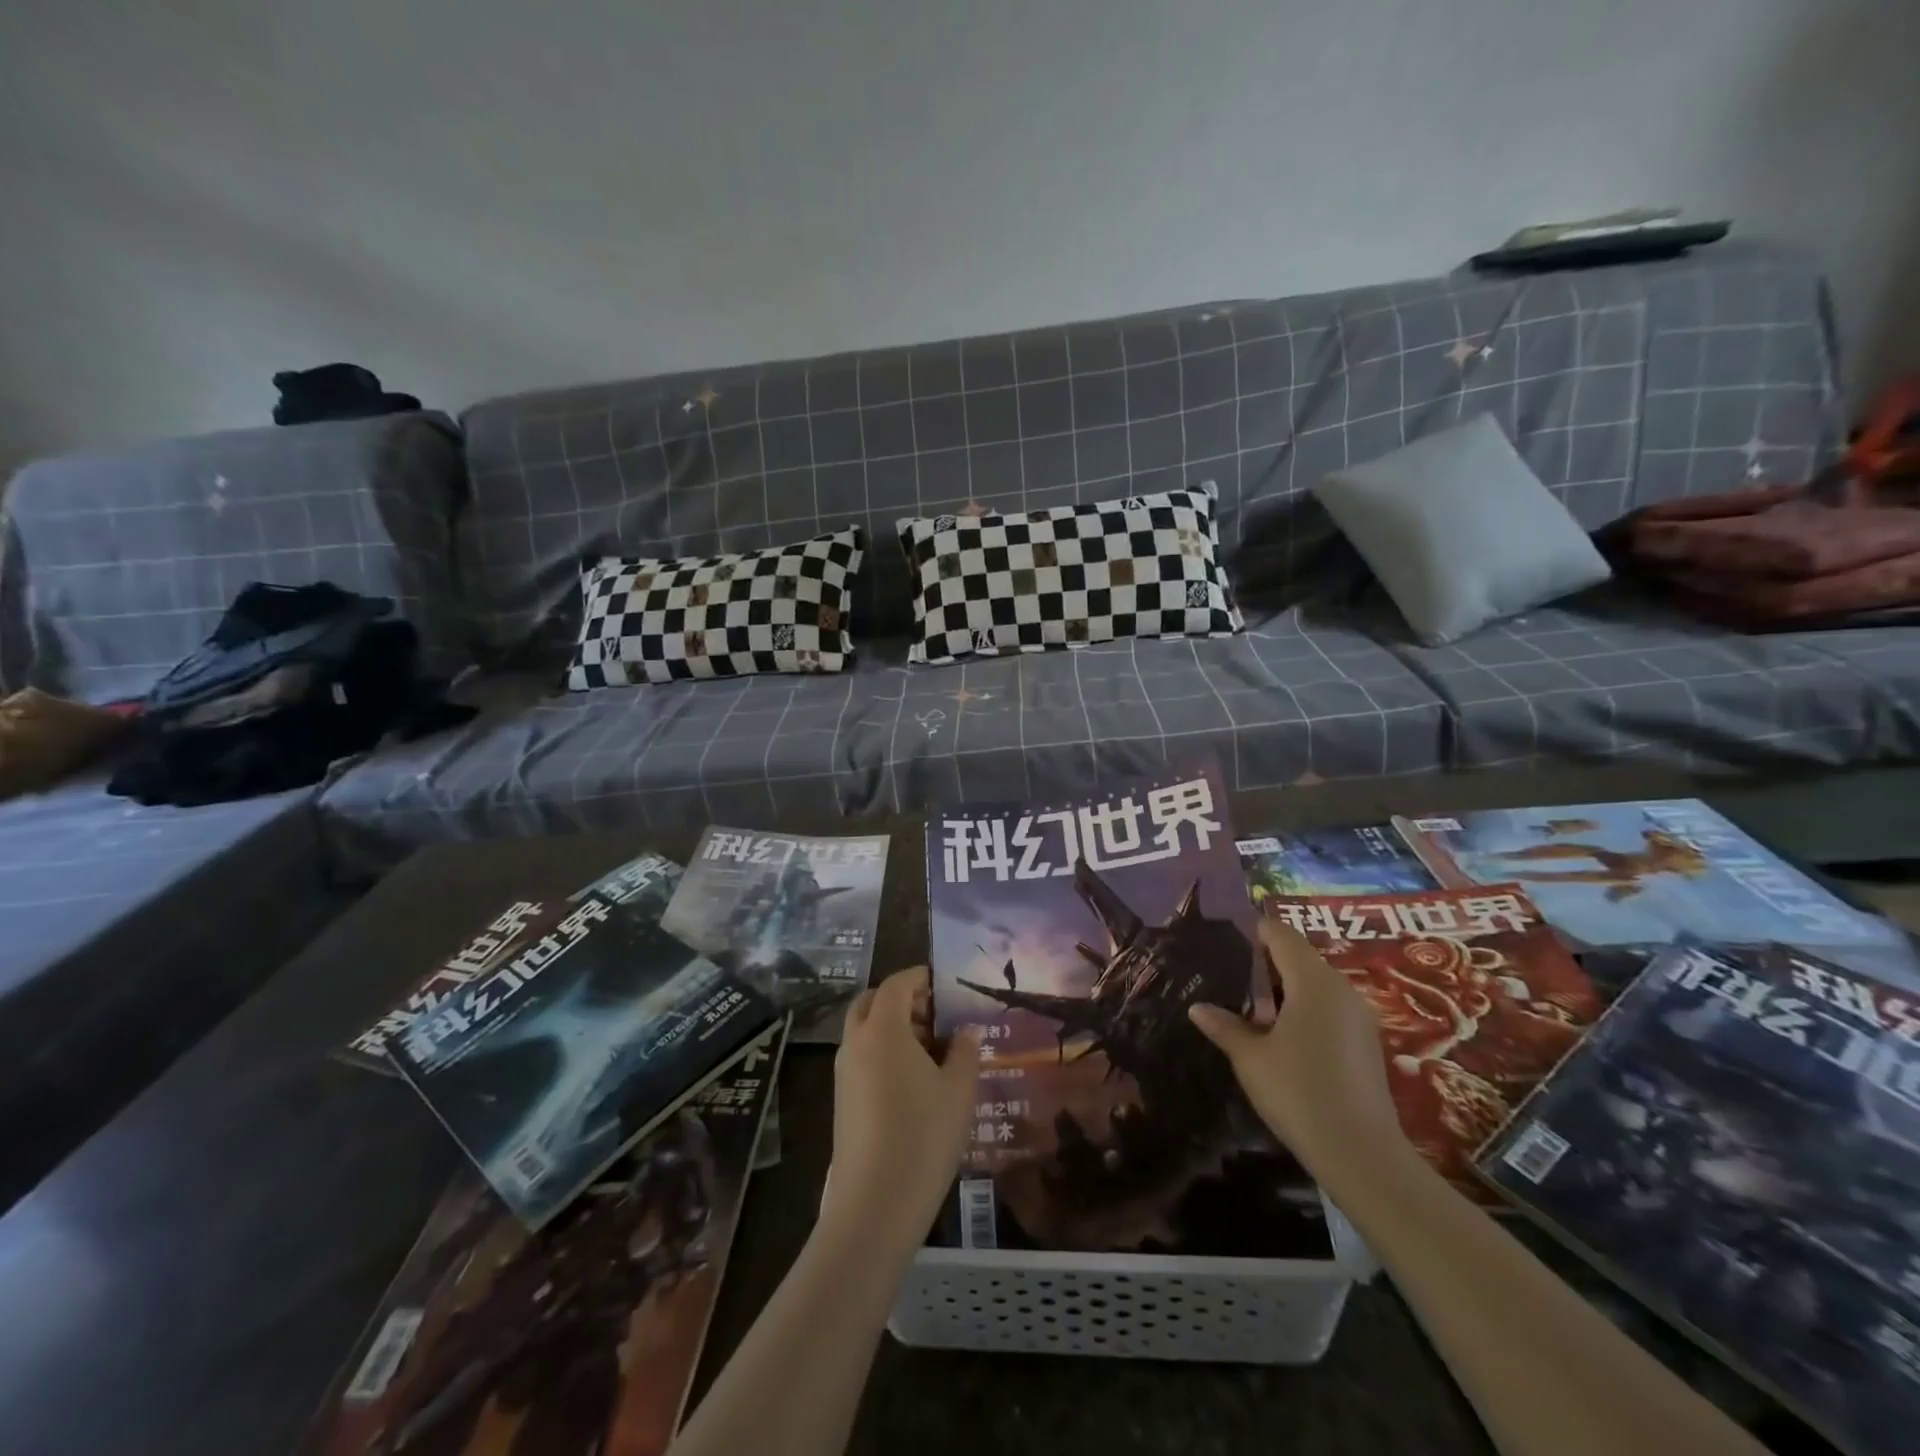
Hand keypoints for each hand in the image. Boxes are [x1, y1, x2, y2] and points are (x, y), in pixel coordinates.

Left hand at [823, 967, 981, 1243]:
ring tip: (931, 1050)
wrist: (875, 1204)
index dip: (919, 977)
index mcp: (883, 1029)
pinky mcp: (841, 1099)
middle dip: (900, 1000)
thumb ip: (964, 1051)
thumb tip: (966, 1030)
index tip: (943, 983)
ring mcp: (843, 1072)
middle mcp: (856, 1042)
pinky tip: (913, 1081)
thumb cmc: (923, 1136)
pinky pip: (861, 1057)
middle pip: (871, 1002)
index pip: (896, 984)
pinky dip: (882, 1051)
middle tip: (934, 1015)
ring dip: (891, 1027)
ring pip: (864, 1030)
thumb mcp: (958, 1091)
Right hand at [1188, 920, 1409, 1184]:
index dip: (1254, 931)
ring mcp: (1358, 1016)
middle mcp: (1340, 989)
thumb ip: (1224, 1026)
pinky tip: (1281, 1035)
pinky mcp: (1366, 1042)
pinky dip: (1304, 1009)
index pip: (1281, 934)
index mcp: (1312, 981)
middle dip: (1265, 963)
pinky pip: (1329, 1007)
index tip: (1226, 940)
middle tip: (1229, 976)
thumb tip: (1197, 1008)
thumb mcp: (1250, 1058)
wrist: (1361, 1155)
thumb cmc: (1298, 1092)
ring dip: (1284, 988)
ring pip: (1315, 983)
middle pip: (1299, 957)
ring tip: (1250, 1007)